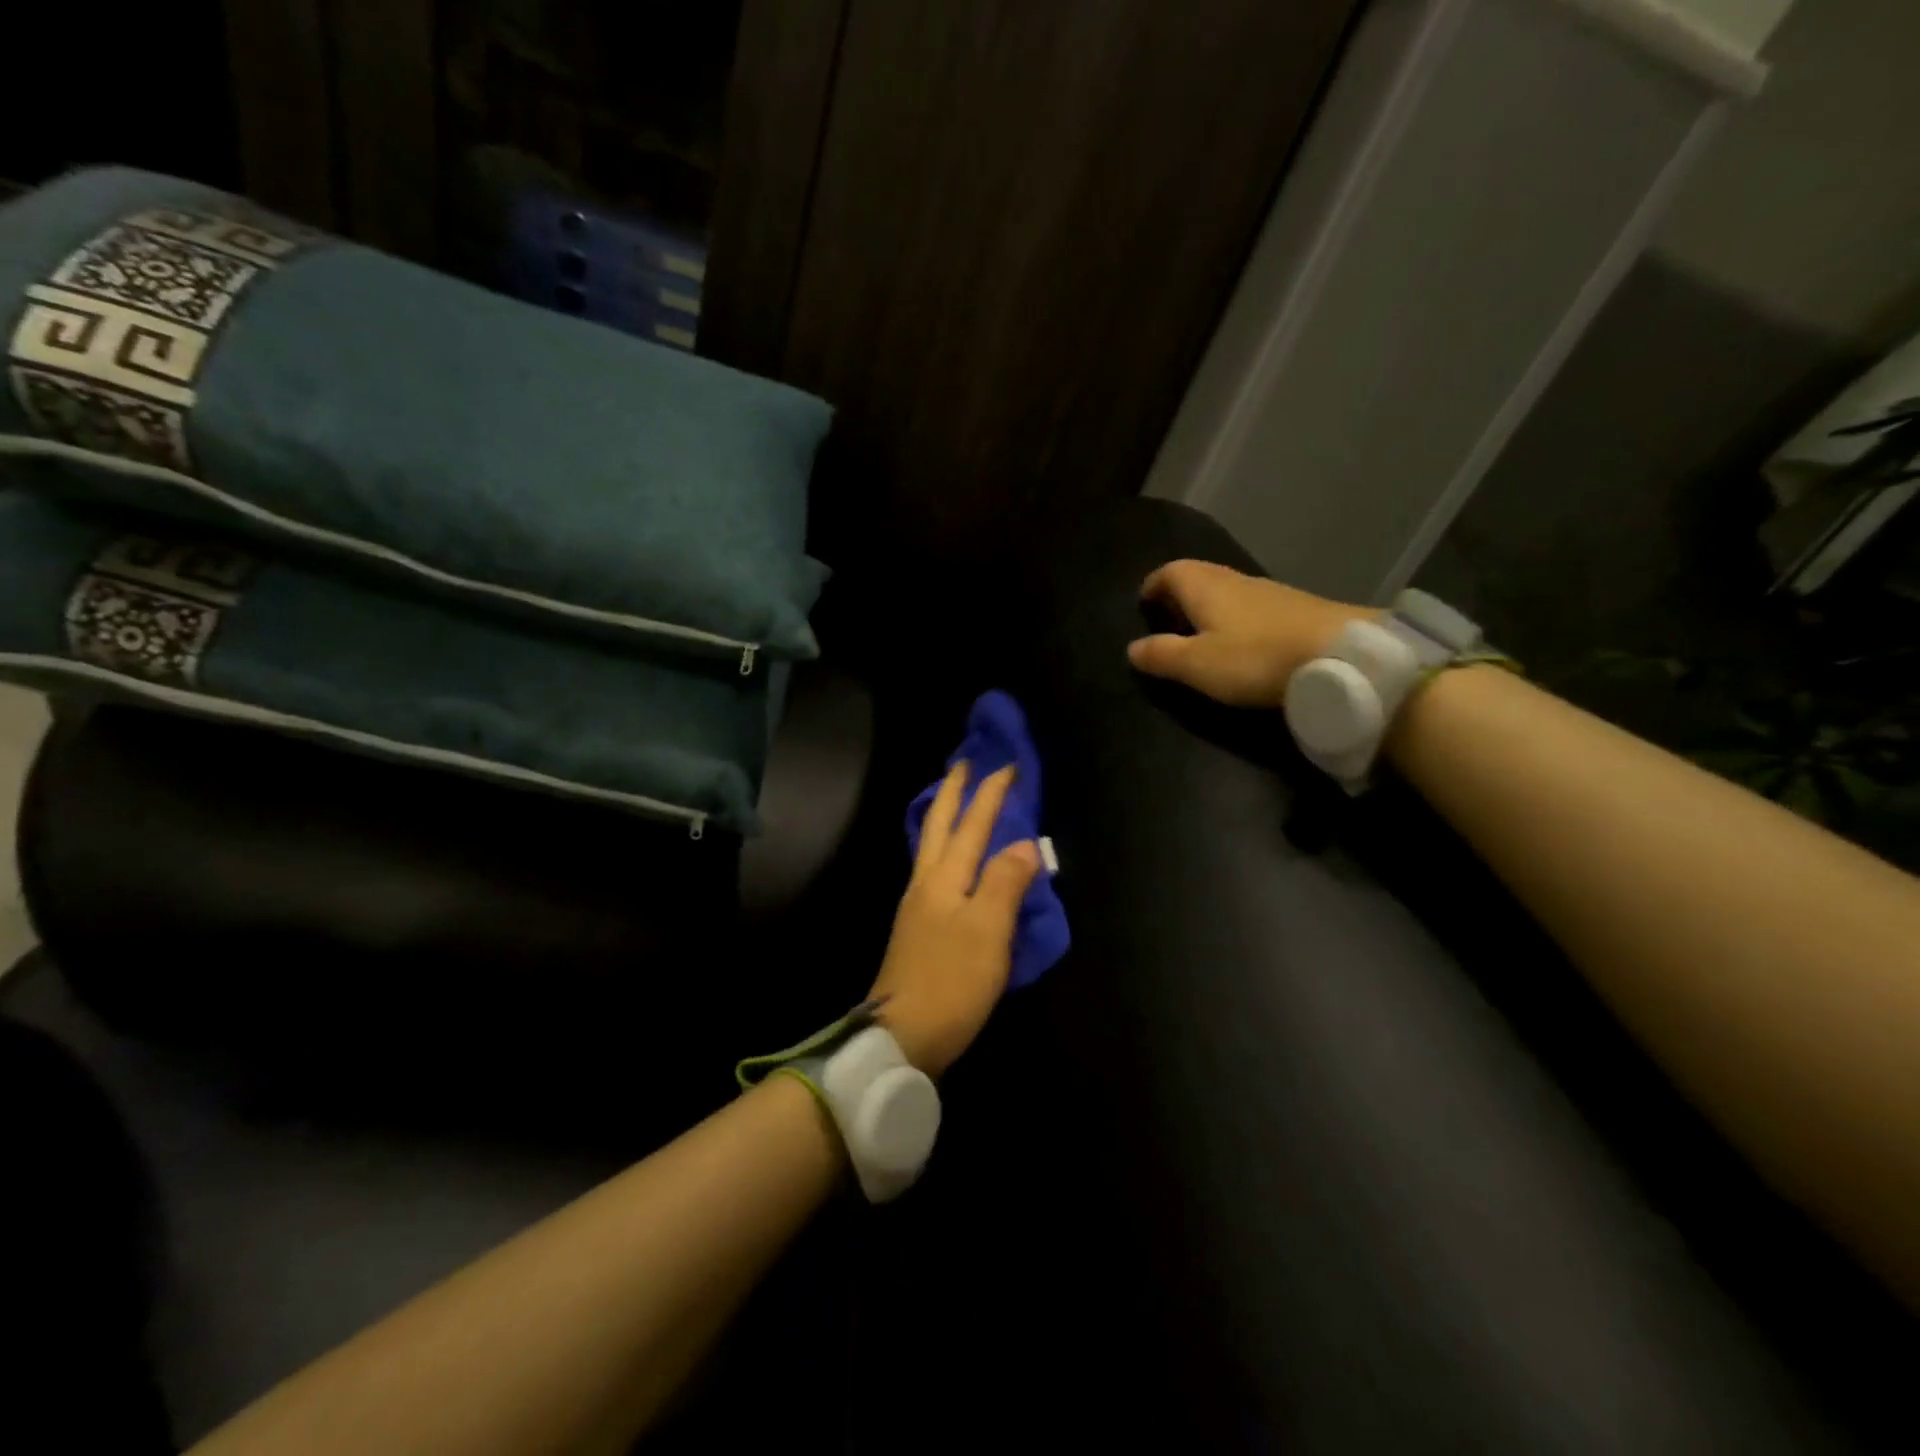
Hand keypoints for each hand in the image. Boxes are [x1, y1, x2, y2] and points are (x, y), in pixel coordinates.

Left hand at [869, 763, 1040, 1077]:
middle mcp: (926, 883)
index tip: (1008, 766)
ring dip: (945, 817)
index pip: (973, 824)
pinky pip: (934, 870)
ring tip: (956, 801)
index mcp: (945, 878)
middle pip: (940, 826)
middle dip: (953, 792)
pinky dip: (944, 848)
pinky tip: (949, 859)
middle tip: (964, 764)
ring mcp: (917, 906)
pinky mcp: (918, 929)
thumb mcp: (988, 932)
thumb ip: (1005, 882)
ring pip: (932, 846)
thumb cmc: (951, 982)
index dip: (991, 794)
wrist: (901, 1036)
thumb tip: (1024, 843)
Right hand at [1127, 559, 1367, 709]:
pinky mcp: (1296, 609)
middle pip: (1199, 576)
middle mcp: (1234, 580)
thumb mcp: (1197, 664)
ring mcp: (1269, 592)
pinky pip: (1252, 606)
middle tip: (1168, 622)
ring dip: (1210, 607)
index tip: (1144, 605)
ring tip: (1202, 636)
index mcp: (1205, 586)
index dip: (1153, 586)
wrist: (1341, 654)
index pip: (1169, 572)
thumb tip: (1132, 648)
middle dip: (1179, 595)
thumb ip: (1161, 655)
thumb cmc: (1256, 657)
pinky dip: (1237, 619)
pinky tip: (1243, 643)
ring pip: (1227, 591)